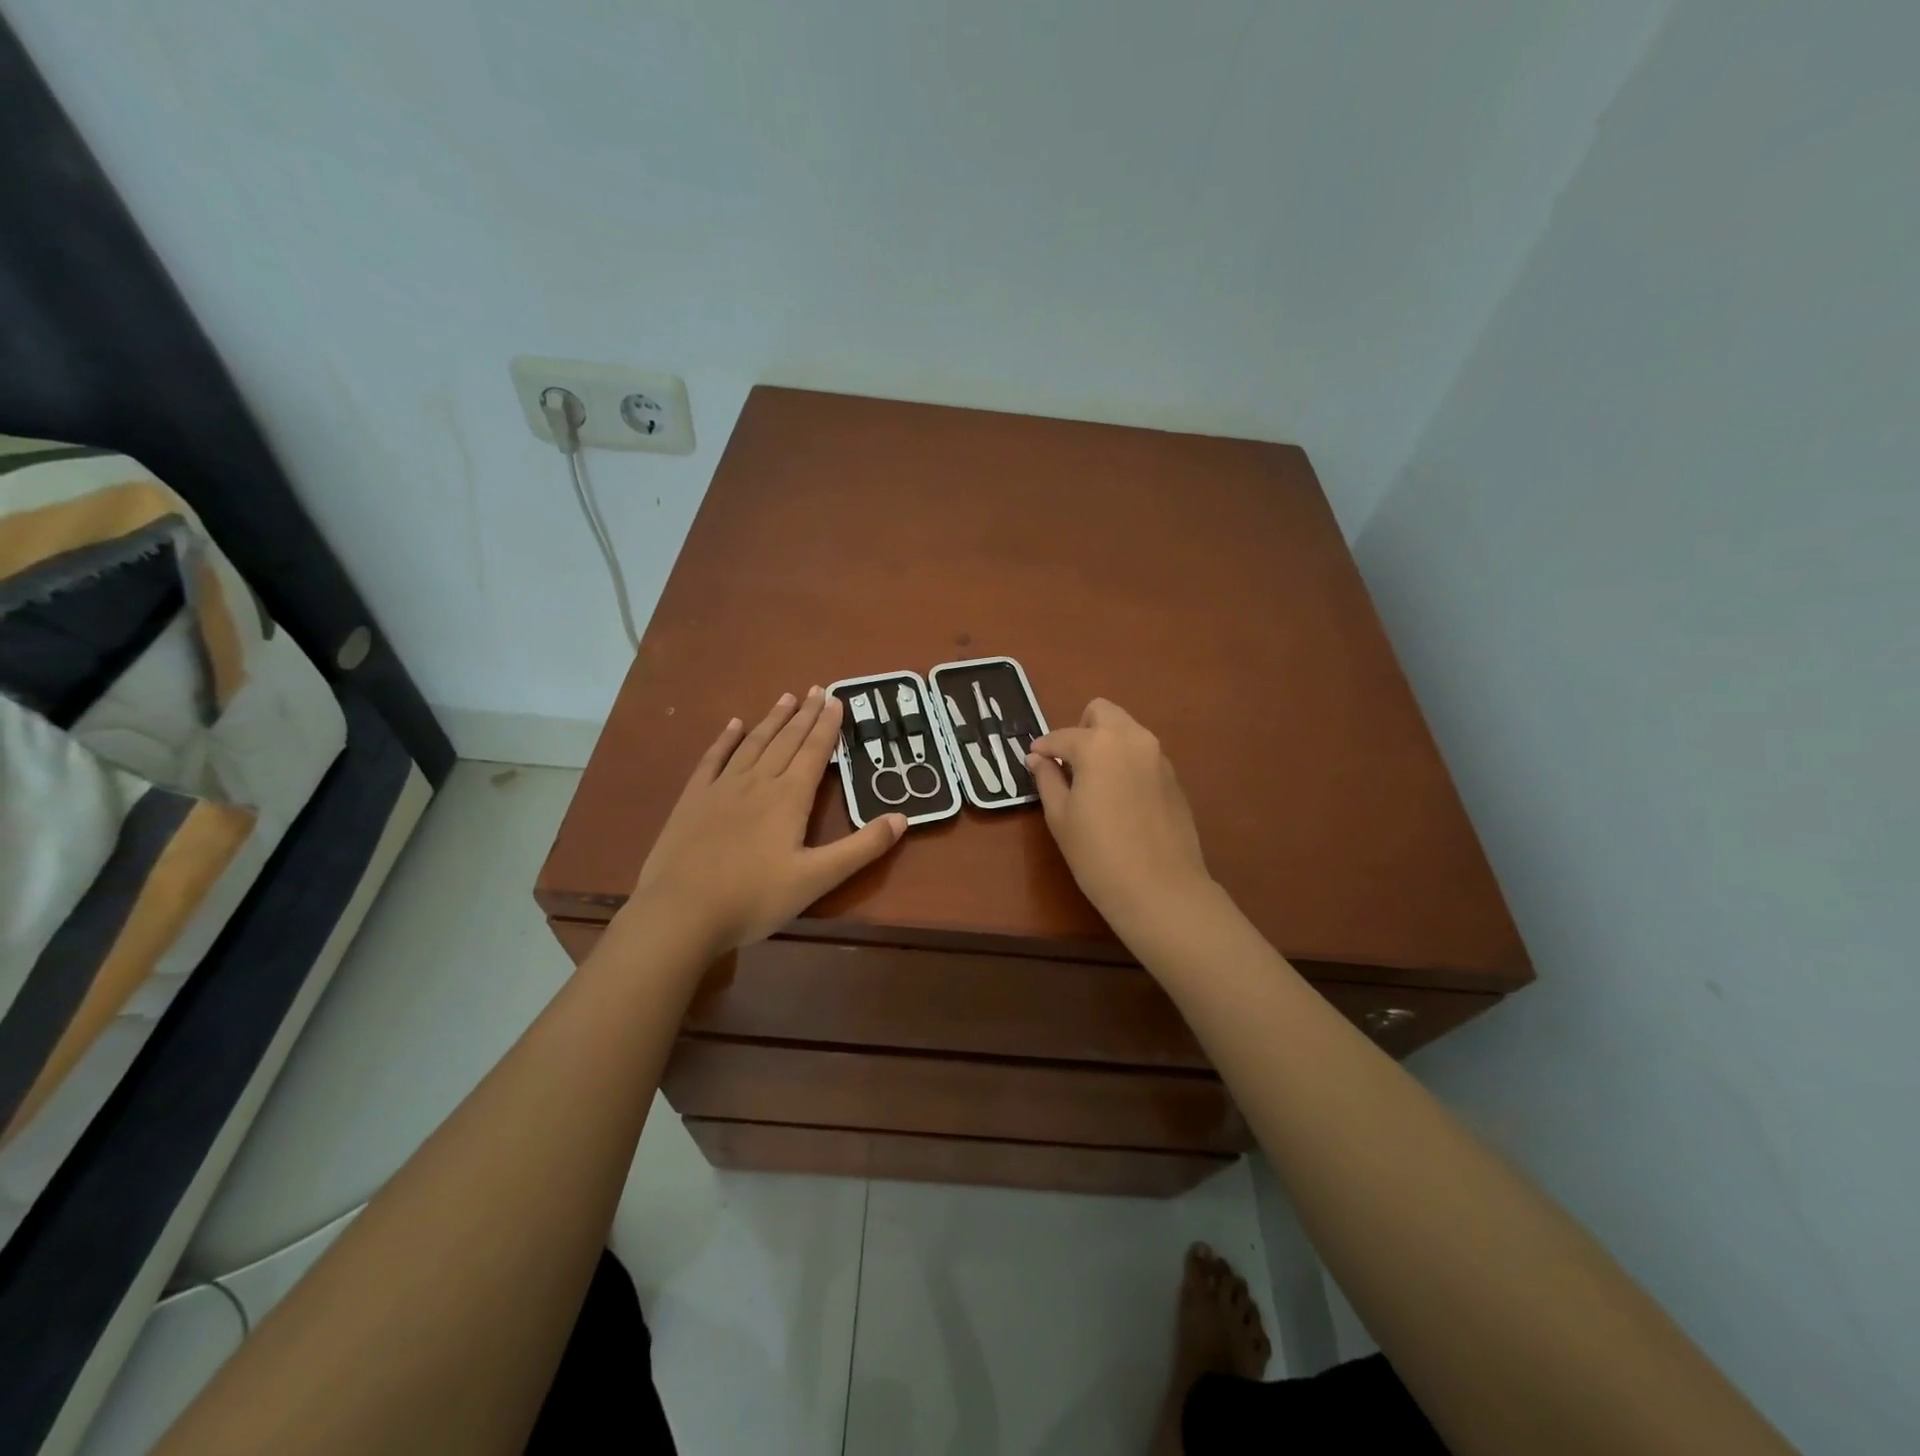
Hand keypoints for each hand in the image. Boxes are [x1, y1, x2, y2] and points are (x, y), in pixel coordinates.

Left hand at [632, 687, 906, 953]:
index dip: (828, 726)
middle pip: (786, 740)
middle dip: (805, 714)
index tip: (837, 699)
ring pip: (753, 743)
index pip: (814, 752)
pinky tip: (733, 725)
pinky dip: (725, 739)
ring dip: (772, 719)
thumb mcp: (818, 879)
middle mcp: (758, 782)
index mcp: (789, 797)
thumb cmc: (755, 898)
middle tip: (818, 688)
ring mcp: (722, 788)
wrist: (681, 912)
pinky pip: (713, 759)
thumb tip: (902, 818)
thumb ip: (861, 848)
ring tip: (786, 697)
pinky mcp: (693, 799)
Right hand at [1028, 699, 1215, 939]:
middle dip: (1081, 729)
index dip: (1043, 748)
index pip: (1061, 736)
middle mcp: (1132, 739)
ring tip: (1092, 781)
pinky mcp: (1174, 777)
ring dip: (1105, 743)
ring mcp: (1158, 756)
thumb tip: (1038, 758)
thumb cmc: (1098, 854)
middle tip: (1069, 763)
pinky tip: (1118, 798)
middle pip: (1102, 712)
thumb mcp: (1060, 816)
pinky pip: (1143, 755)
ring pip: (1126, 731)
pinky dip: (1125, 762)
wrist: (1160, 889)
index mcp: (1099, 744)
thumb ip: (1047, 778)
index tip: (1033, 761)